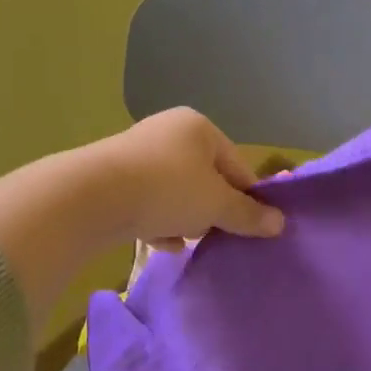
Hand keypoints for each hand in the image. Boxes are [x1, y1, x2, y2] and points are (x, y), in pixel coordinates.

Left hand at [0, 107, 282, 331]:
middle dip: (212, 209)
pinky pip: (148, 201)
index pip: (237, 164)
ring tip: (187, 242)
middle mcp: (168, 132)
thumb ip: (248, 214)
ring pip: (176, 191)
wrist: (90, 197)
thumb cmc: (167, 190)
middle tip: (218, 235)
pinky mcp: (113, 178)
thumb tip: (280, 224)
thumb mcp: (216, 205)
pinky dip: (157, 221)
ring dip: (184, 218)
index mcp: (198, 127)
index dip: (247, 197)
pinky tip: (160, 243)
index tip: (252, 227)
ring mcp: (137, 153)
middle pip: (206, 177)